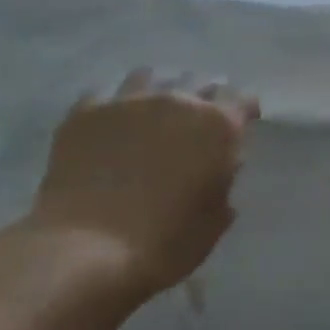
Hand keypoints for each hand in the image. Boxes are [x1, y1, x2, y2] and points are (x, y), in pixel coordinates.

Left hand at [22, 72, 258, 302]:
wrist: (85, 251)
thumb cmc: (165, 242)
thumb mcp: (214, 220)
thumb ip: (223, 184)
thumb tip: (219, 170)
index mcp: (218, 126)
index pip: (243, 101)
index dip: (244, 113)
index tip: (242, 125)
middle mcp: (177, 101)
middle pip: (199, 82)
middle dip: (204, 98)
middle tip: (198, 123)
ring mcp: (127, 102)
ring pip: (151, 77)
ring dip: (160, 91)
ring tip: (155, 112)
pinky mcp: (84, 113)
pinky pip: (106, 94)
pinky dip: (116, 105)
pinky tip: (114, 123)